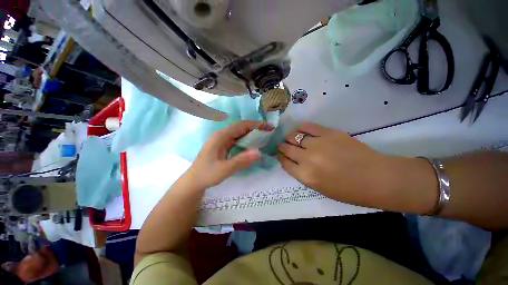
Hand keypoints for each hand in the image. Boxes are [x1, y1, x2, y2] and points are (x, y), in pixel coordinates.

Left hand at [188, 121, 273, 188]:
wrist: (194, 181)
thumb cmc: (207, 174)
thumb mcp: (224, 169)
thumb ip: (241, 161)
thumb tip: (259, 152)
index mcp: (221, 136)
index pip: (241, 125)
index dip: (256, 125)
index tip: (268, 127)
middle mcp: (222, 135)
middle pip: (241, 127)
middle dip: (256, 128)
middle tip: (270, 132)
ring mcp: (222, 140)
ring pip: (240, 133)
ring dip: (252, 134)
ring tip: (264, 137)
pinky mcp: (224, 146)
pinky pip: (237, 140)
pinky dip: (247, 140)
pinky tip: (253, 144)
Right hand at [277, 122, 403, 206]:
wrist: (377, 178)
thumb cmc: (348, 190)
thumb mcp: (320, 188)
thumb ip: (302, 174)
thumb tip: (292, 161)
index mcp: (306, 175)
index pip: (284, 162)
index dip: (280, 157)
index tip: (279, 154)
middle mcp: (307, 159)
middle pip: (286, 148)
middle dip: (281, 146)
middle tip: (281, 145)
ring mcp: (318, 144)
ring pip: (294, 136)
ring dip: (289, 137)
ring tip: (290, 137)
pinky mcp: (329, 133)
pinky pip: (308, 127)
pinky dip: (301, 127)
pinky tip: (300, 128)